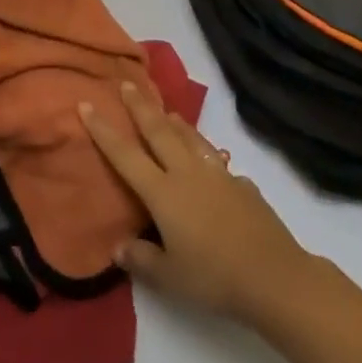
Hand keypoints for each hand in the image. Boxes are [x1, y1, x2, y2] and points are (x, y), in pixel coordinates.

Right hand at [80, 80, 316, 326]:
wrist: (274, 276)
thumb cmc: (214, 278)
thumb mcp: (170, 278)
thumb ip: (142, 260)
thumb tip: (118, 248)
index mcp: (163, 192)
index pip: (125, 155)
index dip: (103, 130)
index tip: (87, 104)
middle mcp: (186, 173)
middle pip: (158, 130)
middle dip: (140, 106)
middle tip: (127, 84)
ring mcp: (216, 174)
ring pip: (189, 137)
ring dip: (174, 120)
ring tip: (165, 109)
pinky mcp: (240, 183)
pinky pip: (214, 157)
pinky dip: (204, 149)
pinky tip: (210, 158)